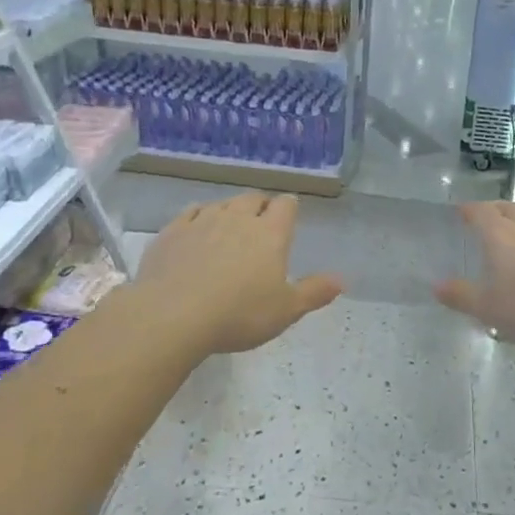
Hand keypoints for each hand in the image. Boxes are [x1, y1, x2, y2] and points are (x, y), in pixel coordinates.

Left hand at [137, 193, 341, 355]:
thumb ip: (314, 292)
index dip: (289, 208)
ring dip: (230, 210)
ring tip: (231, 225)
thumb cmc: (239, 314)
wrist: (173, 315)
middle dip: (260, 206)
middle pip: (253, 199)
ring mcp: (202, 221)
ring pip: (222, 204)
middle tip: (262, 221)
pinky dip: (199, 216)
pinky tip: (197, 227)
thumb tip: (342, 280)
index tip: (289, 214)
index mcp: (270, 234)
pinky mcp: (172, 231)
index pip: (285, 206)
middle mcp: (238, 218)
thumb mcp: (285, 311)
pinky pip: (191, 212)